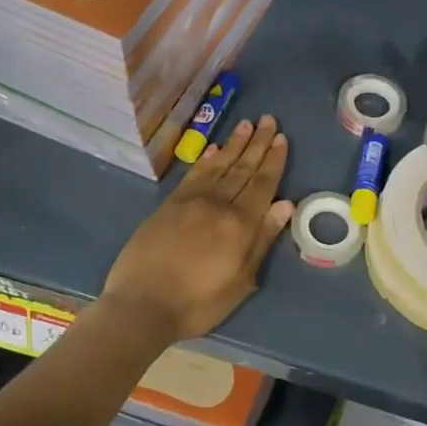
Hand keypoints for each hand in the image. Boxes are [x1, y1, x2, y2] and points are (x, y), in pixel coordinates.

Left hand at [101, 117, 293, 342]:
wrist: (141, 305)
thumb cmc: (198, 302)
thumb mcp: (241, 282)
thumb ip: (262, 240)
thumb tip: (285, 204)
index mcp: (240, 224)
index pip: (262, 184)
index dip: (274, 161)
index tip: (282, 138)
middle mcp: (217, 204)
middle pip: (242, 168)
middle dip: (257, 144)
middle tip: (269, 120)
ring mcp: (190, 202)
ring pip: (218, 165)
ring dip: (233, 144)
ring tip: (247, 124)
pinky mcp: (168, 205)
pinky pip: (192, 174)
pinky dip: (205, 159)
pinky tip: (213, 149)